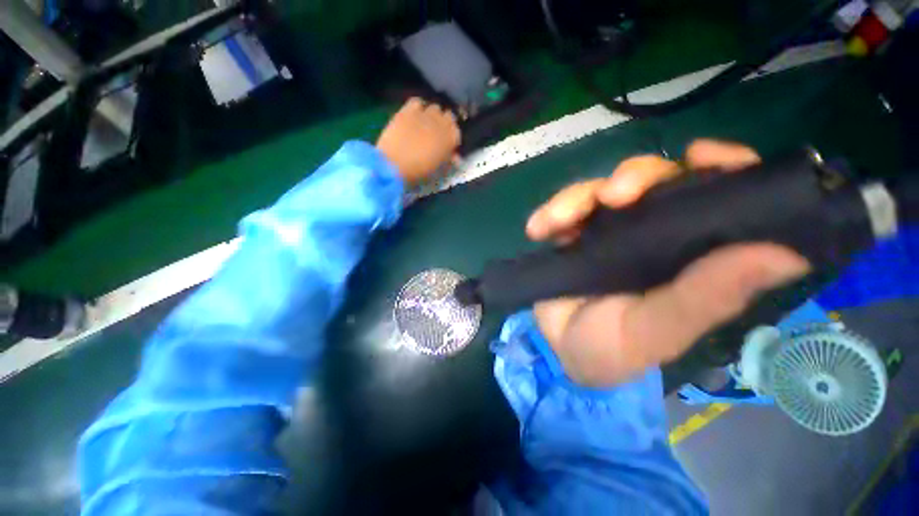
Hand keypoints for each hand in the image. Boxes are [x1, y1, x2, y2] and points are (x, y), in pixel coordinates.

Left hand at [376, 98, 460, 185]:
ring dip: (432, 114)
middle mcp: (442, 122)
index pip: (457, 131)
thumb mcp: (439, 170)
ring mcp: (424, 114)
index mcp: (452, 138)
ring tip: (425, 124)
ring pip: (434, 107)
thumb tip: (456, 158)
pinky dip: (418, 107)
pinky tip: (414, 116)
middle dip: (444, 123)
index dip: (452, 137)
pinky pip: (417, 102)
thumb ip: (449, 161)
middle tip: (436, 134)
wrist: (395, 165)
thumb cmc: (420, 172)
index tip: (447, 144)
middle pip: (448, 116)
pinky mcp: (408, 110)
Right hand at [527, 140, 810, 386]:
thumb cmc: (614, 350)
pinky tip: (537, 230)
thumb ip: (707, 299)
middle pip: (654, 180)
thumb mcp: (658, 332)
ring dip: (578, 196)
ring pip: (601, 189)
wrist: (561, 351)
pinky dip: (550, 213)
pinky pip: (562, 209)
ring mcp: (608, 230)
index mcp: (691, 254)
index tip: (702, 156)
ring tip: (559, 220)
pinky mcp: (572, 233)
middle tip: (613, 196)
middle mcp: (654, 234)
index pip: (722, 195)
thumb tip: (786, 255)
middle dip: (635, 177)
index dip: (722, 167)